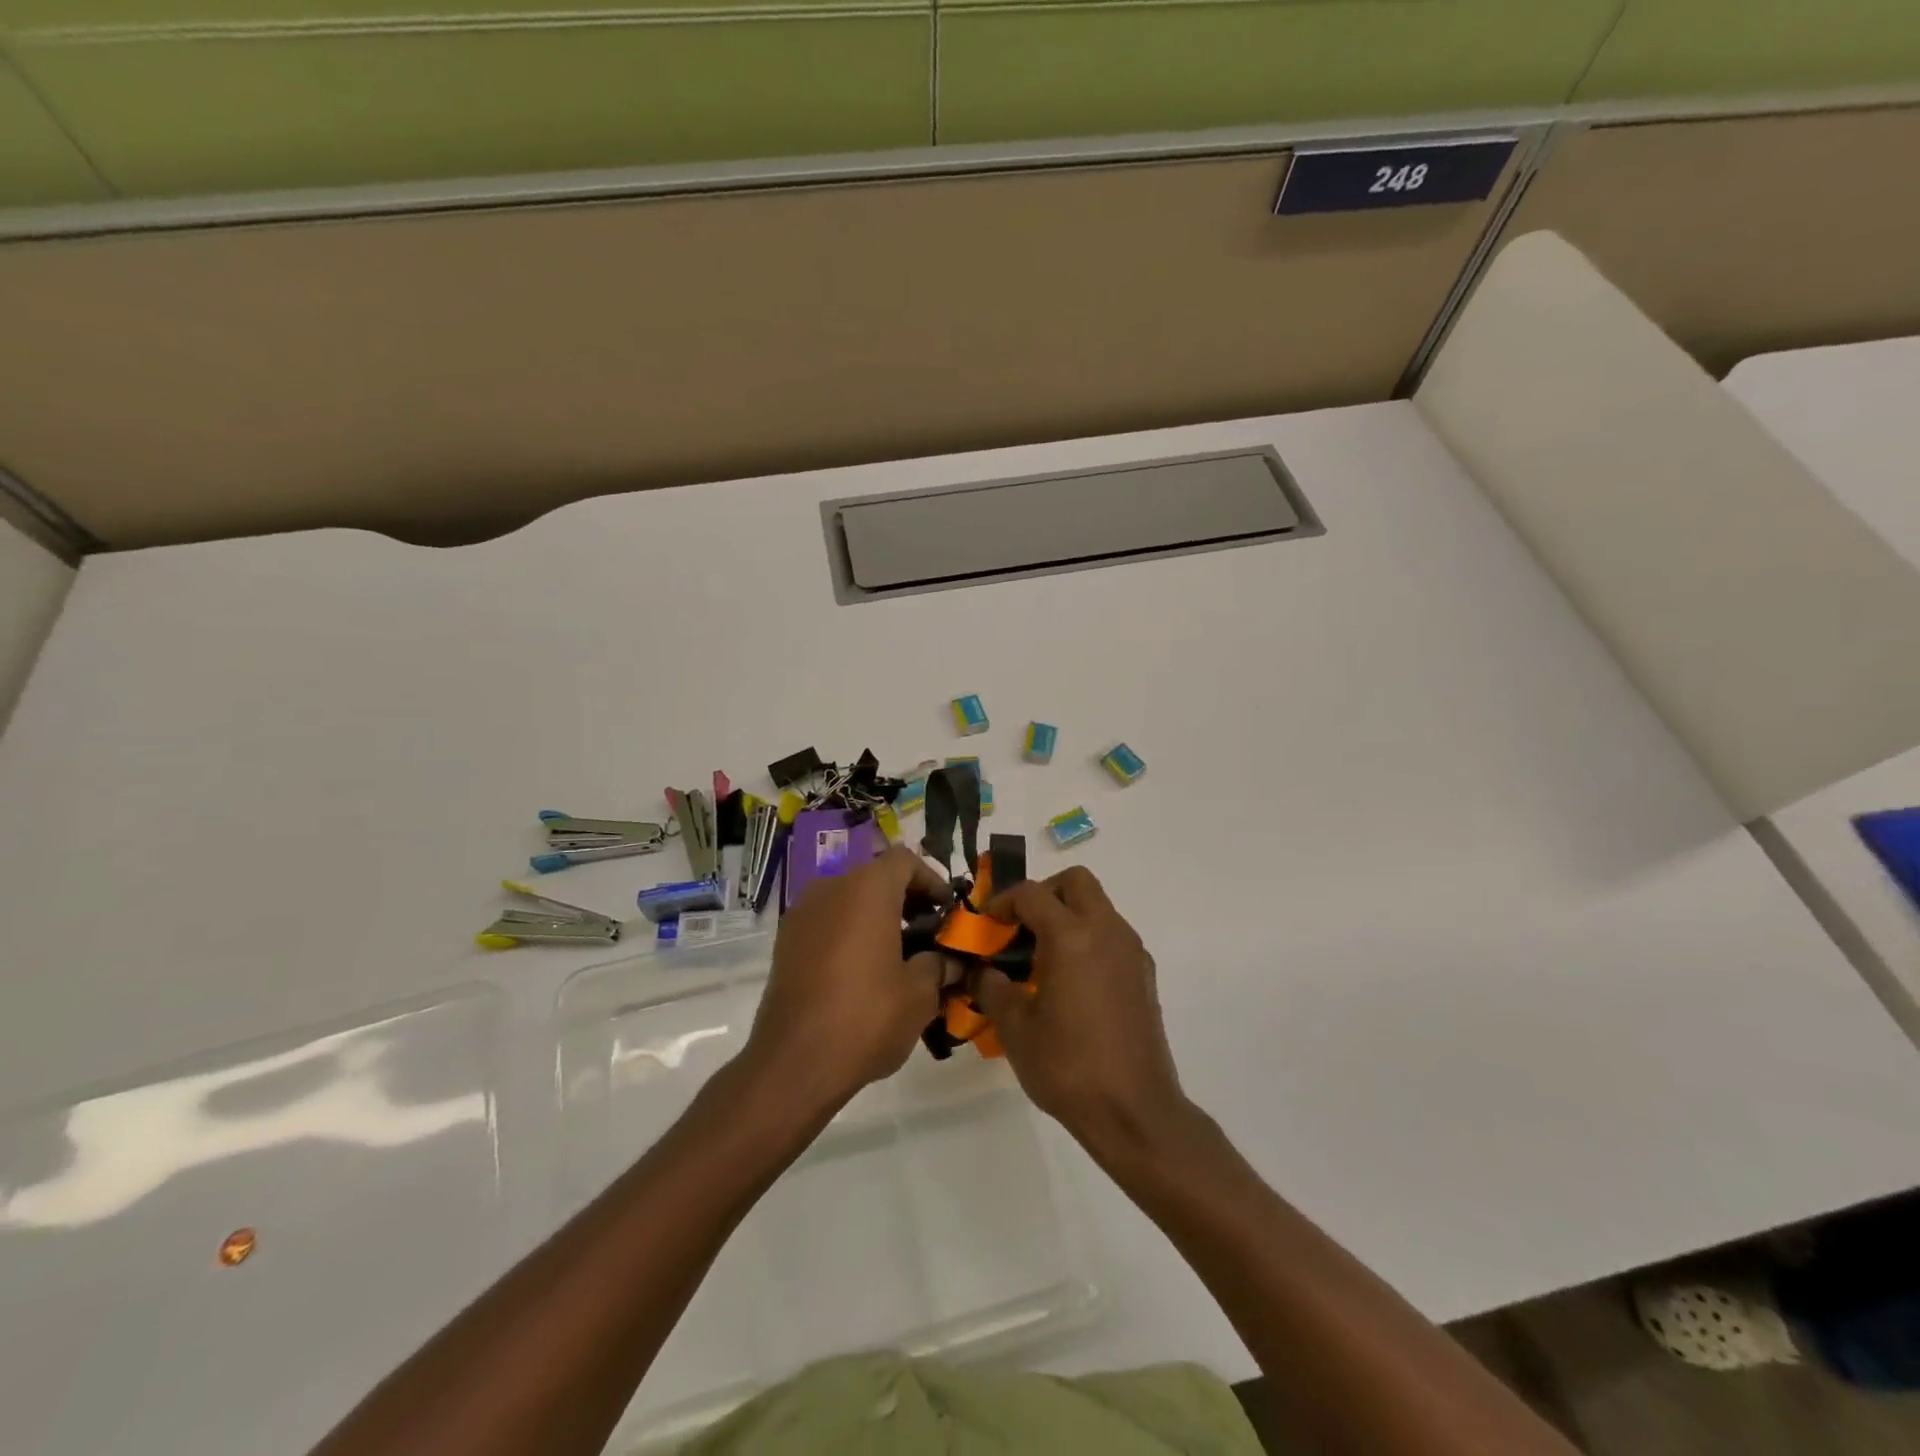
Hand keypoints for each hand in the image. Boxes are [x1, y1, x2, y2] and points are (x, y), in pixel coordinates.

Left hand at [744, 846, 951, 1113]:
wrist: (793, 1064)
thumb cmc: (866, 1017)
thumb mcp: (920, 994)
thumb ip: (939, 965)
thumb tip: (950, 961)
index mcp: (866, 889)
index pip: (904, 860)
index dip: (931, 880)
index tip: (947, 912)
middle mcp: (830, 888)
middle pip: (876, 878)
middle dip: (906, 901)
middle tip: (929, 937)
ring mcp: (802, 914)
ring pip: (849, 900)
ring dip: (877, 918)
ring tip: (899, 958)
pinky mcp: (785, 943)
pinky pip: (827, 923)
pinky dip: (850, 934)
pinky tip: (864, 973)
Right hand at [978, 867, 1193, 1161]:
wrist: (1135, 1112)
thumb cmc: (1068, 1067)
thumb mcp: (1015, 1028)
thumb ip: (992, 987)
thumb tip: (982, 970)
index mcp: (1071, 936)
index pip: (1032, 894)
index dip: (1003, 901)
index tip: (986, 923)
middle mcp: (1107, 930)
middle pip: (1076, 882)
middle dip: (1044, 894)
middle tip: (1021, 927)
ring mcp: (1131, 951)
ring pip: (1098, 906)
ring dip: (1068, 916)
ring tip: (1042, 958)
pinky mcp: (1144, 973)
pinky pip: (1112, 935)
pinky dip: (1088, 939)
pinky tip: (1071, 982)